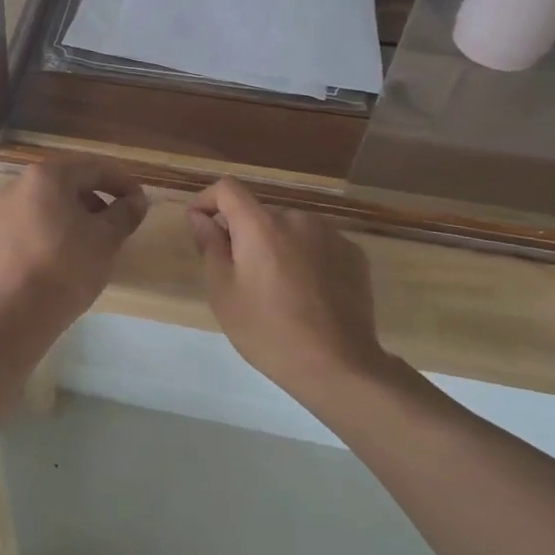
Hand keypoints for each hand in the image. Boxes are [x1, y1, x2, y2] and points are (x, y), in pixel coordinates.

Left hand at [0, 160, 148, 326]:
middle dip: (96, 199)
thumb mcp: (106, 239)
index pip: (94, 169)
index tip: (140, 202)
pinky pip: (28, 225)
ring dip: (72, 216)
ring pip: (45, 205)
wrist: (15, 314)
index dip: (122, 183)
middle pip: (67, 184)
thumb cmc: (67, 268)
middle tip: (117, 222)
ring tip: (90, 242)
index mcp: (47, 177)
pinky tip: (61, 257)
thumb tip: (137, 200)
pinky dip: (49, 232)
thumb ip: (124, 213)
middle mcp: (18, 185)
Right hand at [187, 178, 396, 398]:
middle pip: (260, 214)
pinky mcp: (354, 255)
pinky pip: (318, 246)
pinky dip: (306, 259)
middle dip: (245, 235)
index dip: (207, 200)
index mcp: (261, 225)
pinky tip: (308, 294)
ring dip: (277, 246)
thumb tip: (201, 217)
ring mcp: (331, 235)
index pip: (228, 189)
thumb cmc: (268, 330)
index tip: (200, 224)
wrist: (338, 366)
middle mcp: (297, 218)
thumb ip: (210, 246)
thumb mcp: (223, 292)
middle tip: (240, 276)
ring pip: (290, 230)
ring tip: (277, 289)